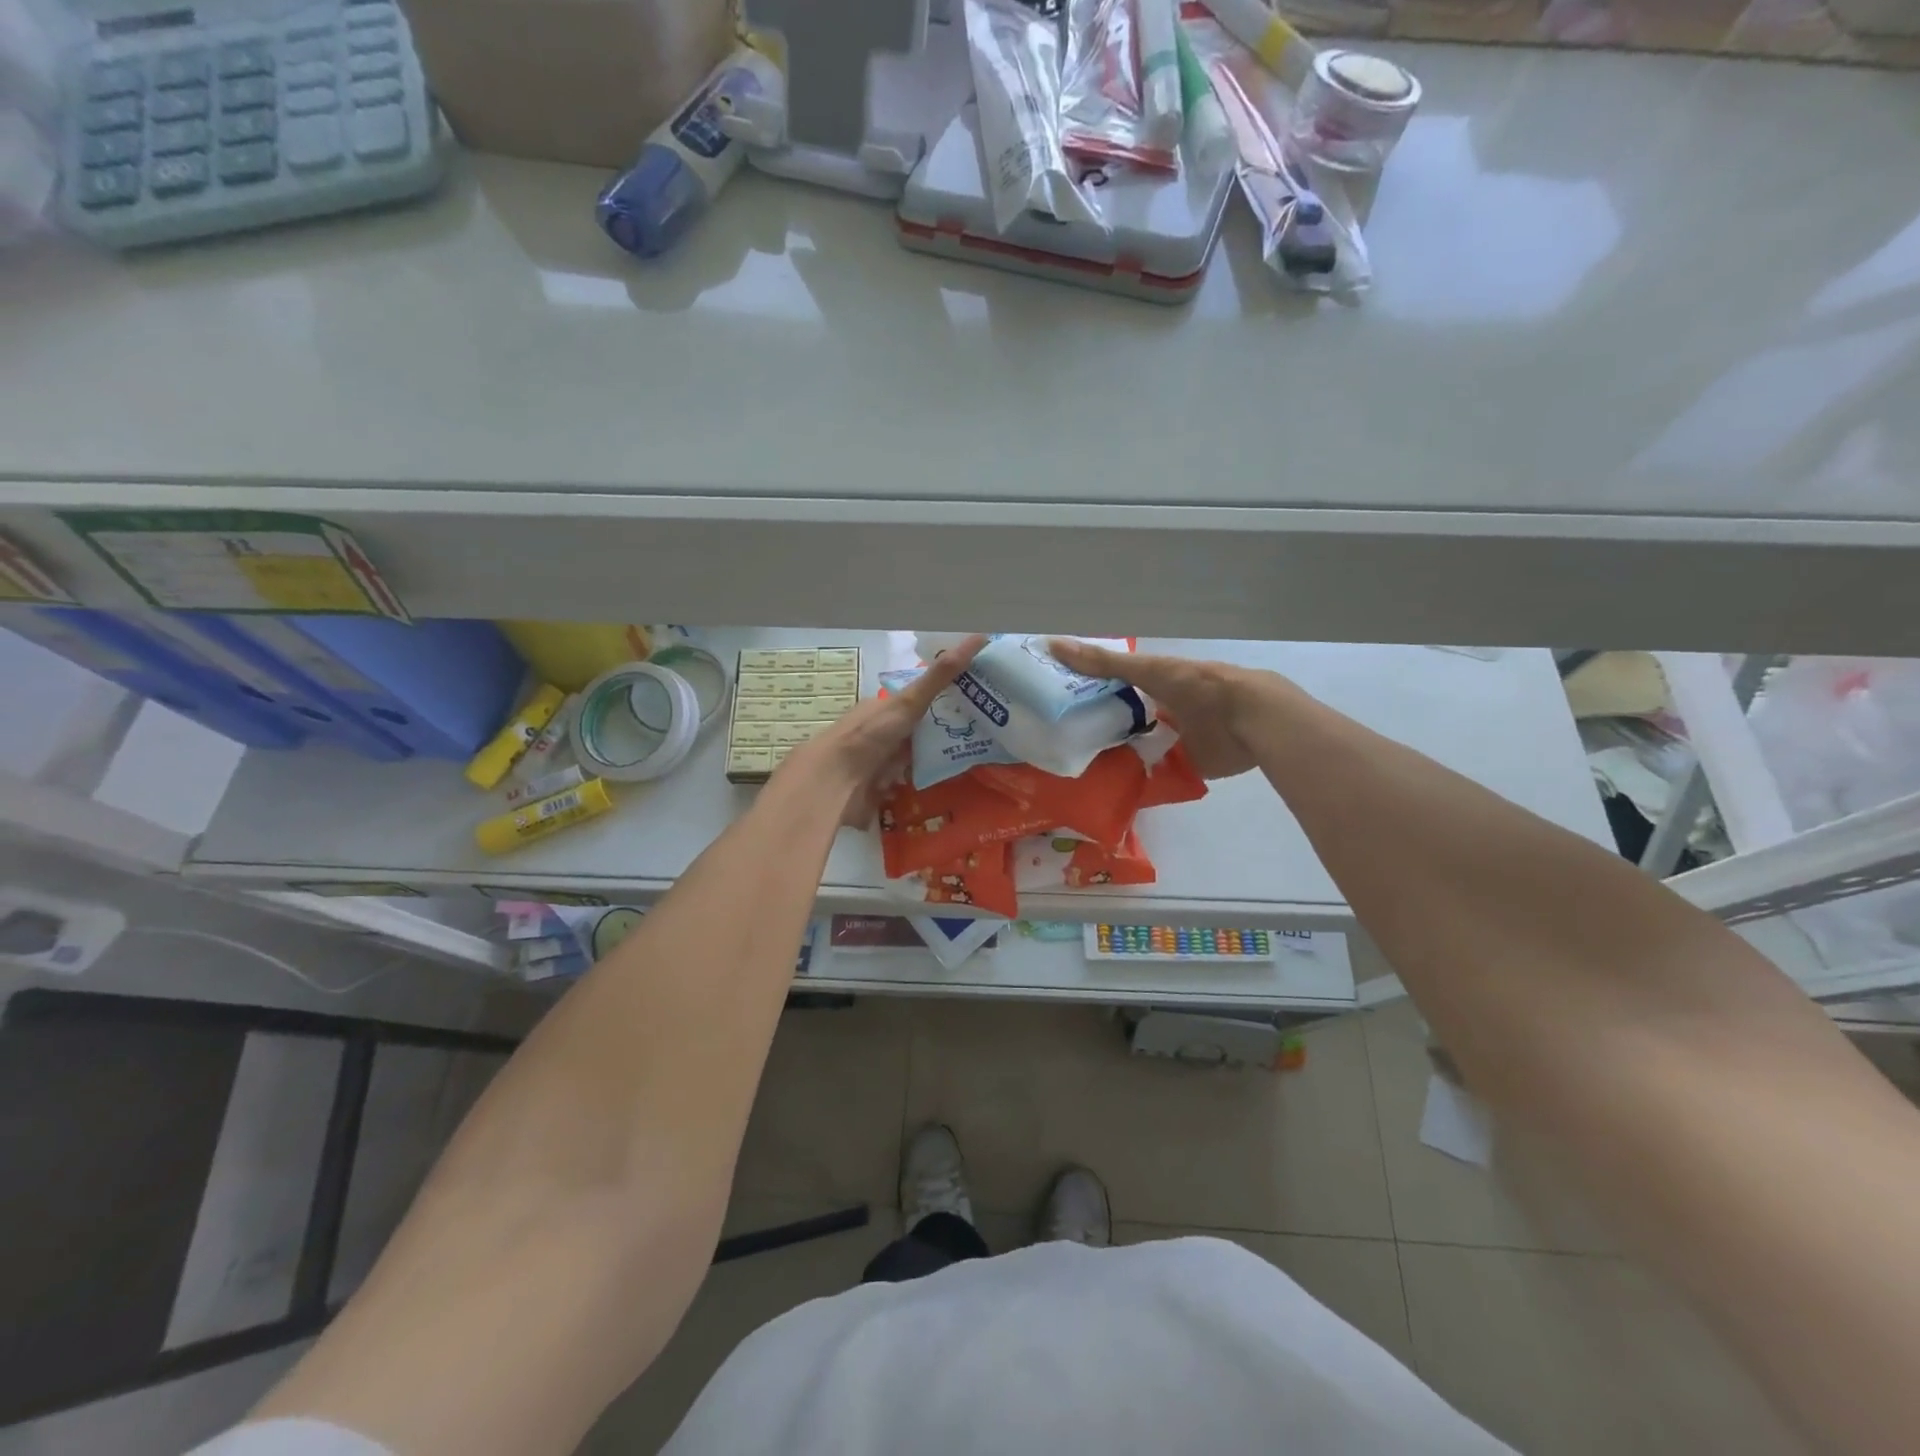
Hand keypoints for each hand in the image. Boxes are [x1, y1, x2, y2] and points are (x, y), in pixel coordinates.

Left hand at [784, 635, 986, 826]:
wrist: (836, 782)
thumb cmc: (871, 735)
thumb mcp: (909, 701)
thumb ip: (941, 676)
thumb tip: (979, 637)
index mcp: (885, 707)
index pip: (921, 697)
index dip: (949, 695)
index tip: (980, 698)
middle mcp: (884, 732)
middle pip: (922, 728)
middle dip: (948, 731)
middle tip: (987, 733)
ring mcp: (882, 761)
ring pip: (918, 757)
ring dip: (939, 758)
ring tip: (979, 759)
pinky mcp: (883, 789)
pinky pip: (911, 782)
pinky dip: (927, 781)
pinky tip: (951, 784)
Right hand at [1047, 638, 1282, 779]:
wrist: (1248, 718)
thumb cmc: (1196, 686)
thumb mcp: (1145, 670)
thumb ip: (1102, 663)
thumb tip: (1050, 644)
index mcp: (1154, 685)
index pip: (1113, 691)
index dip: (1088, 699)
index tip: (1058, 711)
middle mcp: (1161, 711)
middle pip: (1124, 723)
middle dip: (1100, 733)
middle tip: (1063, 747)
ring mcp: (1175, 741)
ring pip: (1138, 750)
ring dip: (1117, 760)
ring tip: (1080, 774)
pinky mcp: (1187, 767)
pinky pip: (1155, 776)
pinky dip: (1138, 781)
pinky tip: (1114, 790)